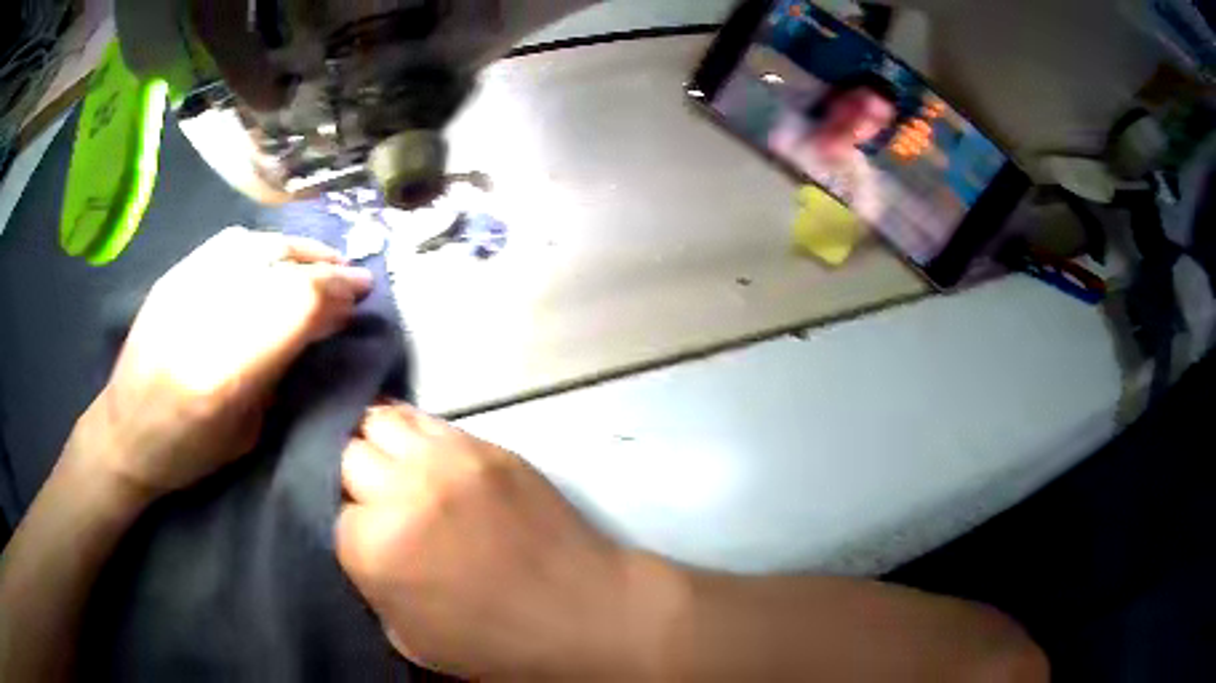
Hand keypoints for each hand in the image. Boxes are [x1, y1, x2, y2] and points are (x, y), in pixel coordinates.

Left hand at [74, 226, 372, 497]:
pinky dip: (264, 246)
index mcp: (225, 371)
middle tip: (351, 277)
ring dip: (298, 250)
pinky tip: (277, 257)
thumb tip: (319, 323)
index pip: (295, 305)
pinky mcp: (174, 276)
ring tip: (321, 261)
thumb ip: (281, 370)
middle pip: (279, 269)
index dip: (336, 291)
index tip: (362, 292)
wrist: (124, 432)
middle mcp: (204, 316)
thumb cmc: (187, 452)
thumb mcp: (246, 431)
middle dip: (325, 269)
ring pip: (256, 245)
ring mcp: (184, 287)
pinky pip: (228, 244)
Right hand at [336, 404, 661, 679]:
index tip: (356, 533)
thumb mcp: (409, 637)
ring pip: (381, 420)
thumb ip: (370, 584)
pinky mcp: (487, 445)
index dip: (342, 523)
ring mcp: (448, 460)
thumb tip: (360, 541)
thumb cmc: (496, 643)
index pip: (326, 510)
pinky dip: (411, 432)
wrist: (584, 613)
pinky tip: (418, 453)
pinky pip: (428, 421)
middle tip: (366, 497)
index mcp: (376, 548)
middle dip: (348, 477)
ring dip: (374, 442)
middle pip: (345, 454)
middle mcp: (403, 491)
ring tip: (386, 464)